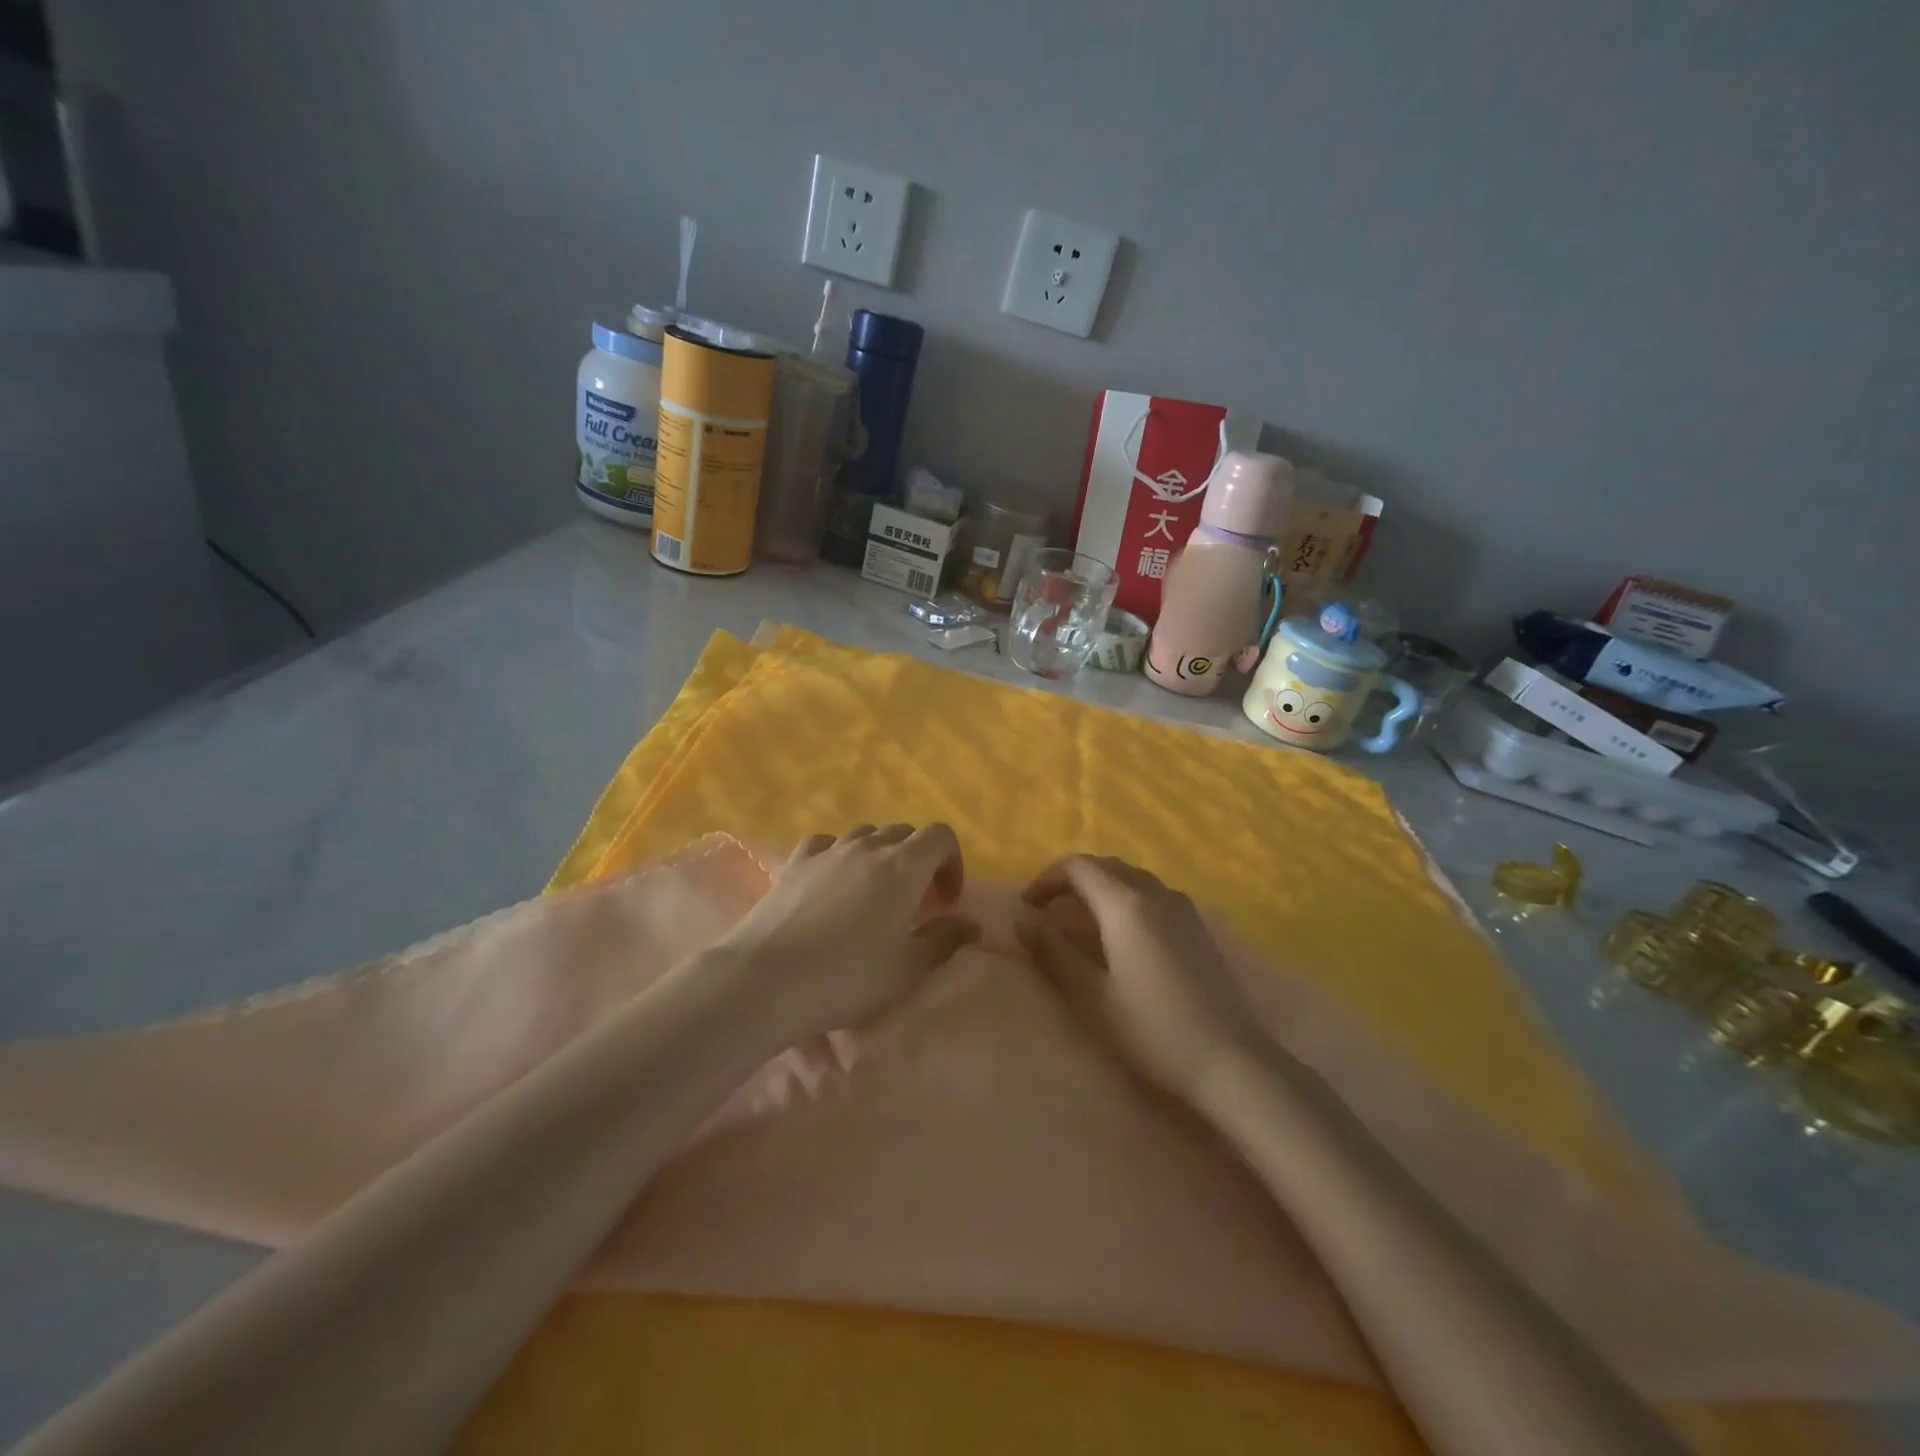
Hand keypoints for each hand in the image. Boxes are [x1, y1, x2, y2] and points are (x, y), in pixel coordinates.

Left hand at [718, 823, 978, 1040]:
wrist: (767, 980)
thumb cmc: (848, 977)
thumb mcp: (908, 969)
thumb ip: (945, 940)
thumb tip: (972, 923)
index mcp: (903, 866)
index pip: (940, 836)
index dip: (952, 862)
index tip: (946, 901)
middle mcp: (867, 848)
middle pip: (904, 832)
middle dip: (918, 860)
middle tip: (914, 903)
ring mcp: (828, 851)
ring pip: (865, 834)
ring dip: (880, 855)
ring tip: (874, 893)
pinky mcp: (795, 862)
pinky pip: (827, 844)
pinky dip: (840, 855)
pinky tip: (833, 881)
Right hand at [1017, 855, 1261, 1099]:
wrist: (1232, 1062)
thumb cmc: (1153, 1030)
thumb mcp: (1090, 996)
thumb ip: (1052, 952)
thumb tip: (1020, 918)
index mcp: (1126, 903)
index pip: (1078, 867)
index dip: (1046, 880)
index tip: (1027, 908)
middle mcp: (1156, 893)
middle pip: (1106, 866)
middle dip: (1072, 881)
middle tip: (1048, 913)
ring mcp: (1184, 909)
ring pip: (1132, 878)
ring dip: (1101, 889)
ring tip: (1081, 923)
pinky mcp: (1199, 928)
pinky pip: (1153, 895)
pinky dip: (1126, 899)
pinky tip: (1123, 936)